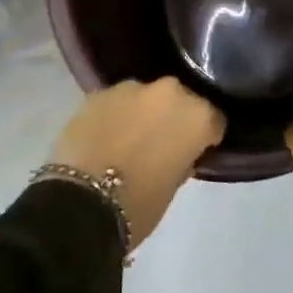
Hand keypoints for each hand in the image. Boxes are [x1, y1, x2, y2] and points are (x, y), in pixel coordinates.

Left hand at [47, 79, 223, 248]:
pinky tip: (106, 136)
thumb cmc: (138, 205)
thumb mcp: (173, 186)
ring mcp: (131, 88)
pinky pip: (117, 102)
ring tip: (130, 139)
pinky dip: (116, 115)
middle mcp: (169, 92)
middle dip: (174, 118)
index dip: (206, 137)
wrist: (79, 204)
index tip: (196, 152)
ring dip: (144, 113)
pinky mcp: (98, 92)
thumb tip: (178, 151)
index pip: (214, 120)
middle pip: (181, 101)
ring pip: (147, 97)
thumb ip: (183, 159)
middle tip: (162, 144)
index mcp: (197, 116)